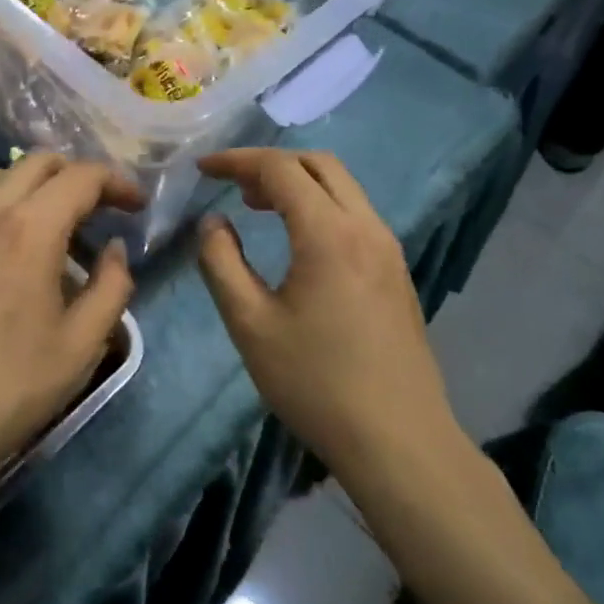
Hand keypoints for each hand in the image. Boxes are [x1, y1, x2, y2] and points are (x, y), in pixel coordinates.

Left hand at [0, 153, 140, 523]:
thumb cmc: (6, 389)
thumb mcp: (80, 346)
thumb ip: (110, 288)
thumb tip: (114, 250)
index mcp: (30, 228)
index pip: (81, 176)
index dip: (117, 182)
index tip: (137, 205)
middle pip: (39, 161)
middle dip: (78, 174)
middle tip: (101, 210)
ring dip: (35, 182)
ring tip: (53, 221)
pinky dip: (0, 200)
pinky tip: (9, 244)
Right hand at [195, 150, 464, 480]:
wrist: (400, 442)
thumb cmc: (316, 383)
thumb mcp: (250, 324)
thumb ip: (221, 262)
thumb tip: (213, 222)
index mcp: (329, 233)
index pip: (280, 169)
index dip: (237, 160)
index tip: (203, 168)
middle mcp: (366, 227)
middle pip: (320, 164)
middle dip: (271, 163)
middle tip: (232, 185)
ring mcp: (388, 248)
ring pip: (342, 187)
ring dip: (298, 183)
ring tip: (258, 206)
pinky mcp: (396, 271)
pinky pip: (355, 214)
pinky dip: (320, 206)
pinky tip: (298, 241)